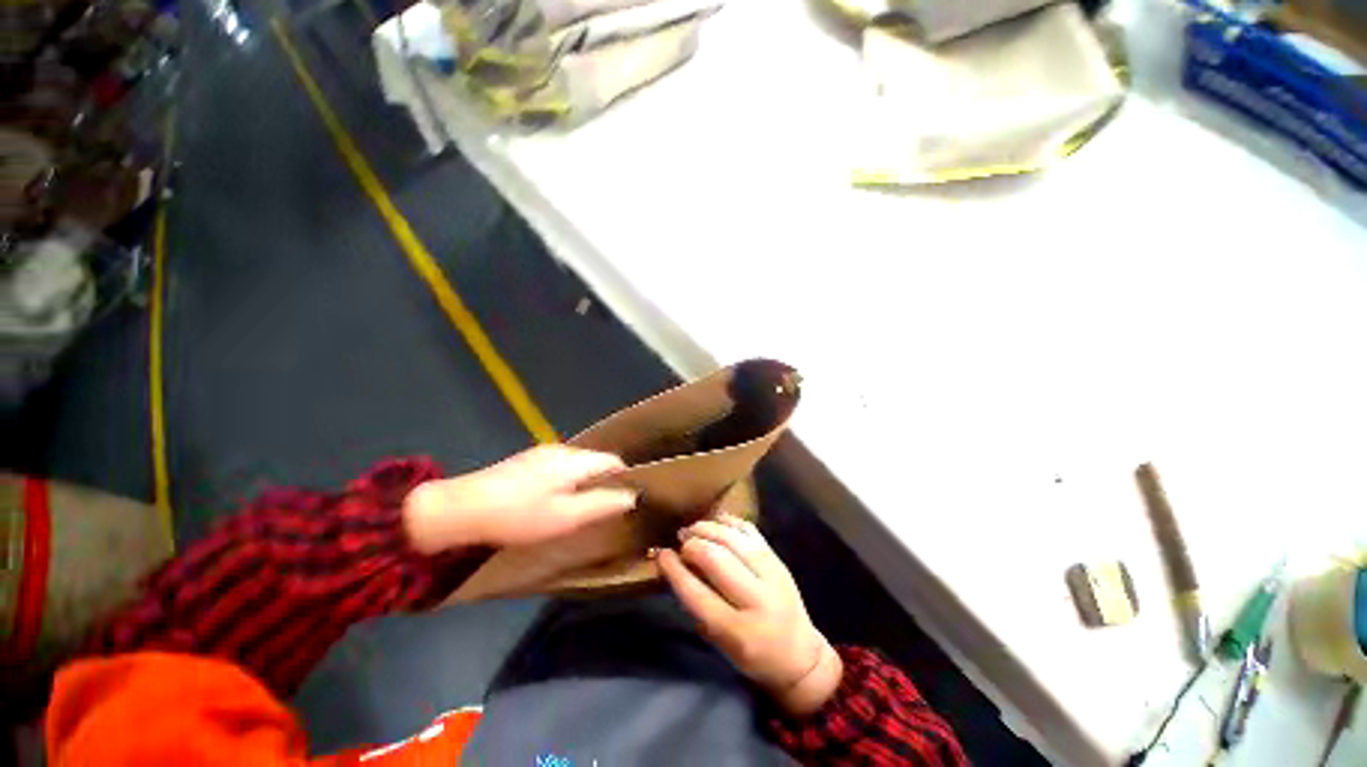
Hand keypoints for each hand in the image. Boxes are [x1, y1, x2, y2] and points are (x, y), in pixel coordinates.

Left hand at [402, 445, 636, 552]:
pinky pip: (559, 467)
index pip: (613, 460)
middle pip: (595, 461)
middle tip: (600, 509)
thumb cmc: (519, 516)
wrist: (460, 509)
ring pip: (577, 464)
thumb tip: (632, 495)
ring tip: (577, 508)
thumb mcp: (565, 516)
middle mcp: (561, 449)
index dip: (624, 478)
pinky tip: (552, 500)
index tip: (624, 501)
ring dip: (583, 482)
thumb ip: (602, 504)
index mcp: (574, 460)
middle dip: (603, 481)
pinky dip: (566, 481)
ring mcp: (541, 453)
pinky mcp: (526, 461)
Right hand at [658, 514, 842, 715]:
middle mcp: (757, 600)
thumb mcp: (719, 642)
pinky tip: (717, 520)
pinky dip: (731, 522)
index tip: (662, 554)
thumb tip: (677, 565)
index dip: (675, 570)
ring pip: (734, 540)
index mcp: (737, 631)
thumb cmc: (751, 655)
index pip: (697, 593)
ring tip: (694, 528)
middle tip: (680, 540)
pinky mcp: (779, 561)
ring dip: (710, 528)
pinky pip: (752, 532)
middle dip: (693, 544)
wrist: (800, 657)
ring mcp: (772, 576)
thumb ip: (698, 604)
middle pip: (716, 559)